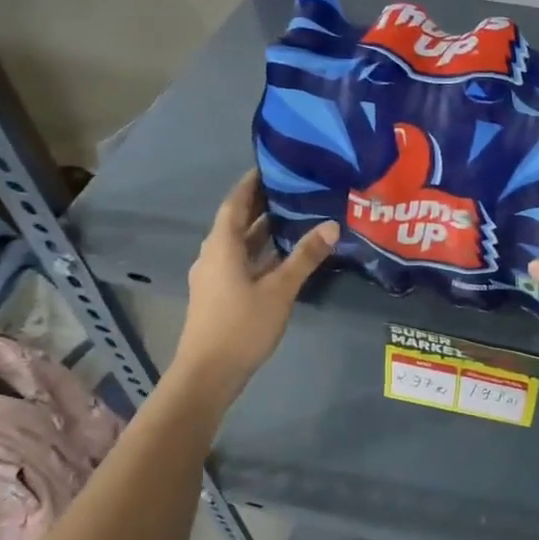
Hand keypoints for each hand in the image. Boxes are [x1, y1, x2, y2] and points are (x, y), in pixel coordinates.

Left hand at [170, 170, 337, 397]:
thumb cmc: (241, 326)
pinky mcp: (219, 294)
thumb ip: (305, 257)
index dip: (252, 183)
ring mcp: (214, 276)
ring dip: (262, 230)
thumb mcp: (279, 290)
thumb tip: (331, 225)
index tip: (272, 165)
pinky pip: (240, 261)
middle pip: (236, 221)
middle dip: (261, 204)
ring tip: (293, 216)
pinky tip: (283, 256)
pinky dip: (260, 252)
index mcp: (222, 246)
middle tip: (292, 188)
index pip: (235, 202)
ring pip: (239, 244)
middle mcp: (214, 254)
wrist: (207, 373)